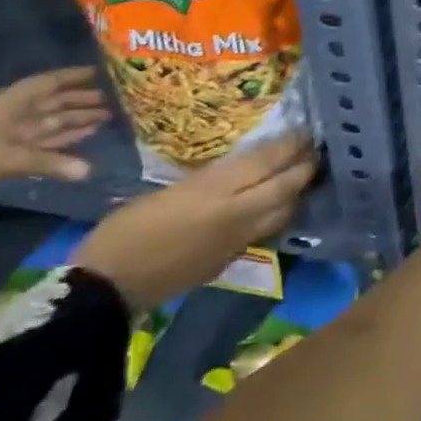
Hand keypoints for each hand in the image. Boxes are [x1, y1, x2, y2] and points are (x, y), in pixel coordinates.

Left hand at [0, 68, 110, 221]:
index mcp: (10, 105)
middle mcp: (13, 116)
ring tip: (107, 117)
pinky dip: (62, 142)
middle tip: (116, 99)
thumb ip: (46, 163)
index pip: (48, 84)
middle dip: (81, 100)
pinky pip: (42, 145)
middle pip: (53, 103)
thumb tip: (89, 170)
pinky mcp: (3, 156)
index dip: (73, 76)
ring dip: (75, 120)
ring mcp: (7, 136)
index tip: (103, 72)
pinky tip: (81, 141)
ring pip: (49, 124)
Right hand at [73, 133, 317, 312]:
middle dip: (305, 167)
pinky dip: (278, 214)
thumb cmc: (124, 231)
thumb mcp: (166, 192)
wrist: (106, 289)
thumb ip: (208, 180)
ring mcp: (238, 240)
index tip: (304, 131)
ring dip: (297, 192)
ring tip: (301, 176)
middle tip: (314, 151)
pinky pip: (267, 231)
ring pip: (284, 211)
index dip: (289, 145)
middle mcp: (236, 214)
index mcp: (213, 191)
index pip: (266, 161)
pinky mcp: (232, 260)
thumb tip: (238, 169)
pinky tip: (275, 207)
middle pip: (286, 186)